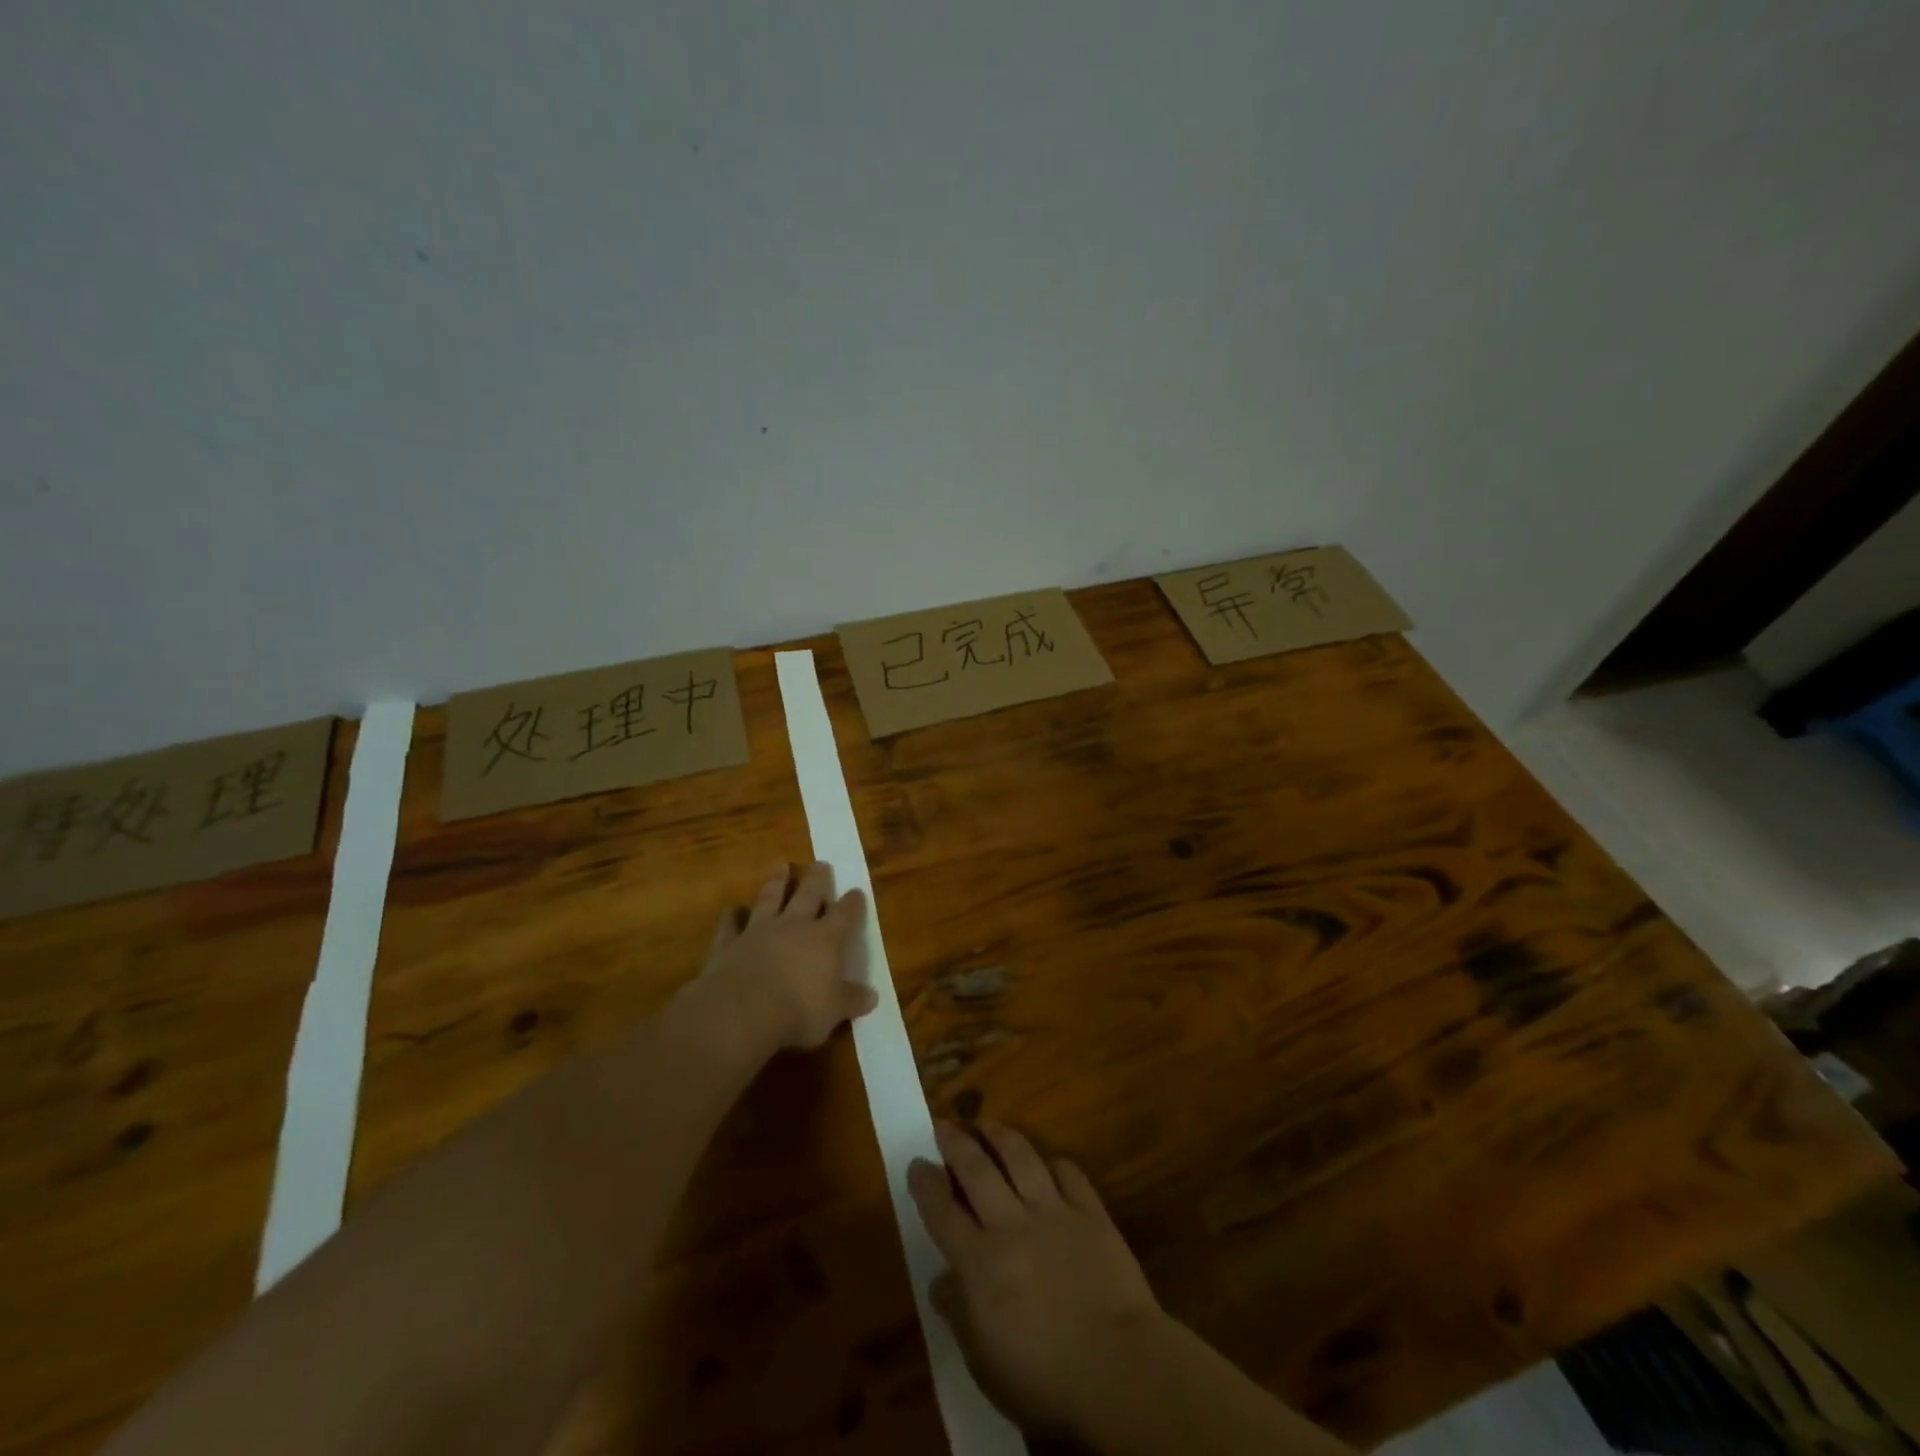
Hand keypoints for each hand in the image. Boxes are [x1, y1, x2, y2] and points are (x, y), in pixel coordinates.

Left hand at [697, 861, 876, 1051]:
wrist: (742, 1011)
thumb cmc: (799, 1010)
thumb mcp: (835, 1010)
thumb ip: (852, 1000)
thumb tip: (872, 996)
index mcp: (825, 939)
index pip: (845, 914)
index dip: (853, 903)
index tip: (857, 891)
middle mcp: (794, 926)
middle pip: (808, 895)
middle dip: (817, 879)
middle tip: (821, 864)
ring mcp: (759, 931)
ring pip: (769, 899)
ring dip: (776, 882)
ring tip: (781, 866)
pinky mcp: (729, 943)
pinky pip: (731, 924)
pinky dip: (732, 916)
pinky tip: (733, 910)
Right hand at [909, 1121, 1165, 1436]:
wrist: (1119, 1371)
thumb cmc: (1045, 1381)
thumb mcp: (986, 1365)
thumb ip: (960, 1316)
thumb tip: (941, 1282)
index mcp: (980, 1262)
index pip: (942, 1212)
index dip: (925, 1184)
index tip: (916, 1163)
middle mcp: (1012, 1224)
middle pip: (977, 1170)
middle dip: (956, 1143)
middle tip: (944, 1124)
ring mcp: (1054, 1213)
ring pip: (1022, 1157)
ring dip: (1002, 1137)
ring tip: (990, 1125)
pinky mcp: (1092, 1213)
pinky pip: (1070, 1174)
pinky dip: (1056, 1164)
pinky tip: (1050, 1163)